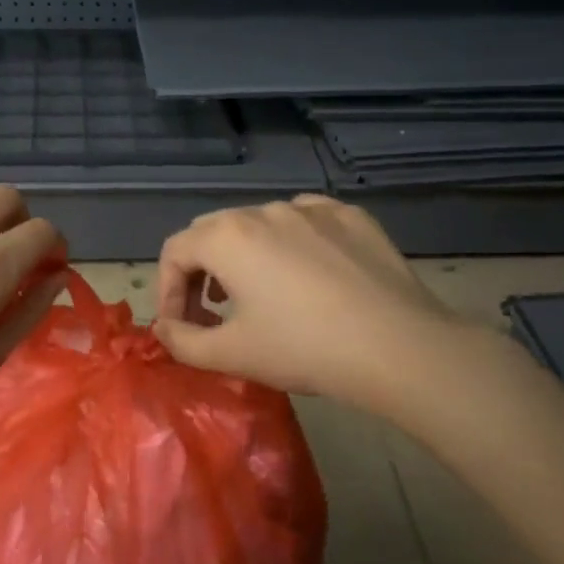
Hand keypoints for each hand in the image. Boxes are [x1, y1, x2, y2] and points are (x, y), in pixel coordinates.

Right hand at [153, 195, 490, 411]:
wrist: (399, 346)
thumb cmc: (303, 348)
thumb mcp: (231, 354)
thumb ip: (182, 341)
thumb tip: (164, 330)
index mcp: (227, 237)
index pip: (174, 252)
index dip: (167, 291)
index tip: (181, 328)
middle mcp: (263, 210)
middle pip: (212, 232)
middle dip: (201, 271)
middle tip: (213, 313)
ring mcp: (310, 208)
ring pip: (259, 224)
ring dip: (245, 257)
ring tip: (260, 296)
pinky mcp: (350, 216)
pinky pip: (304, 222)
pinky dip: (291, 245)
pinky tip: (309, 278)